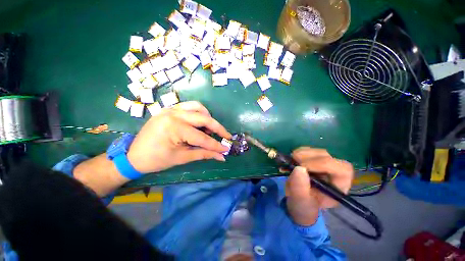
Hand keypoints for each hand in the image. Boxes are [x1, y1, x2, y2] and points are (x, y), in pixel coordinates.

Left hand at [127, 101, 231, 173]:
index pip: (202, 137)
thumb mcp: (182, 158)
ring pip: (198, 107)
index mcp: (174, 128)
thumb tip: (221, 156)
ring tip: (210, 129)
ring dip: (208, 117)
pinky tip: (199, 122)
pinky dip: (198, 113)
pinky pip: (189, 106)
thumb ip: (204, 154)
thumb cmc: (156, 160)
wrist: (133, 156)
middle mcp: (174, 114)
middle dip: (218, 128)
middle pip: (204, 118)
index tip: (226, 149)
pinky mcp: (170, 109)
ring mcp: (171, 109)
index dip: (216, 145)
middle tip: (226, 136)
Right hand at [285, 147, 353, 225]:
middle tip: (293, 160)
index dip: (323, 164)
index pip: (341, 169)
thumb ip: (300, 189)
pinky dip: (298, 152)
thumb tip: (299, 168)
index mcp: (338, 187)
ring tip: (291, 161)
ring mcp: (324, 165)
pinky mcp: (313, 160)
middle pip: (328, 157)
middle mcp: (334, 173)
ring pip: (318, 152)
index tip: (302, 166)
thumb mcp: (300, 203)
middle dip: (309, 157)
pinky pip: (308, 150)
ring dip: (302, 153)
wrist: (298, 202)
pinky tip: (292, 159)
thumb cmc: (303, 206)